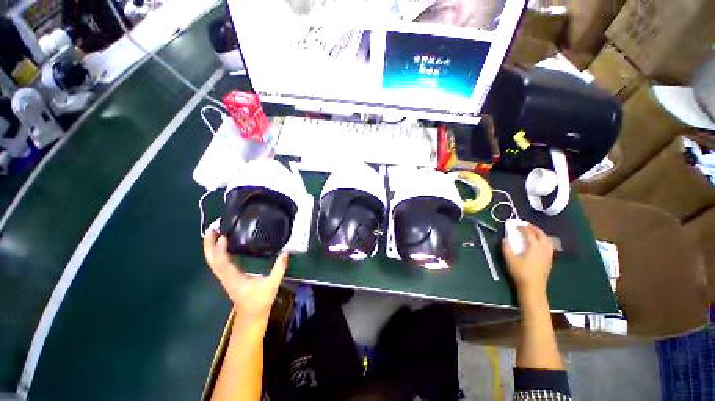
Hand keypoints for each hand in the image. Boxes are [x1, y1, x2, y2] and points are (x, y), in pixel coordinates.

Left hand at [203, 229, 287, 322]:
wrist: (252, 315)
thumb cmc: (260, 300)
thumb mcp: (272, 284)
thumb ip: (279, 268)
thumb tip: (285, 252)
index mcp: (234, 277)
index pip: (222, 262)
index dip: (219, 249)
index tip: (222, 235)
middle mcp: (226, 276)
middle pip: (212, 259)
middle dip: (209, 244)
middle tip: (212, 227)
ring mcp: (225, 277)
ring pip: (213, 261)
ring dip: (211, 246)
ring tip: (215, 232)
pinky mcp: (228, 277)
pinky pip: (219, 262)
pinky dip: (217, 252)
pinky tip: (223, 244)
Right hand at [502, 224, 553, 295]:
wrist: (533, 287)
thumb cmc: (521, 273)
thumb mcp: (510, 260)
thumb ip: (506, 248)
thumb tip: (505, 239)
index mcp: (534, 247)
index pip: (530, 233)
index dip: (523, 227)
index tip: (516, 224)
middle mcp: (544, 249)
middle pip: (541, 235)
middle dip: (533, 228)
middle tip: (525, 225)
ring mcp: (548, 255)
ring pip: (547, 240)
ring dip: (540, 234)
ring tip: (533, 232)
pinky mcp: (549, 260)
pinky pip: (549, 246)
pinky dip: (544, 240)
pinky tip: (539, 243)